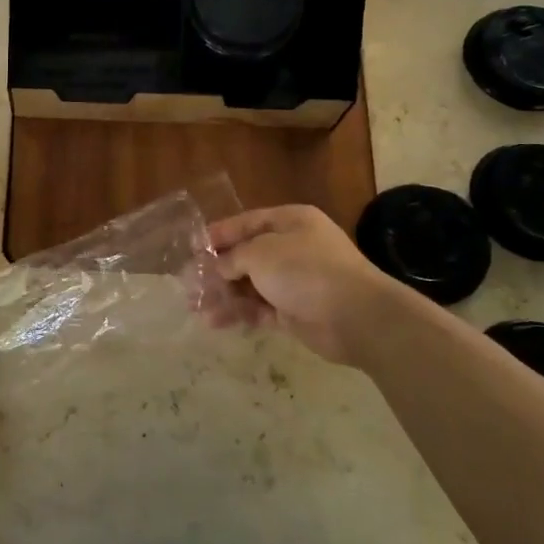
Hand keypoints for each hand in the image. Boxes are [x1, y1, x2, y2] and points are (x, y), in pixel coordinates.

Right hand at [203, 205, 379, 367]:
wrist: (355, 316)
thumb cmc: (305, 270)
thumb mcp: (260, 253)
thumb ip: (232, 257)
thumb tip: (217, 267)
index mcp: (290, 222)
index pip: (247, 222)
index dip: (219, 234)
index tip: (193, 248)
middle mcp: (293, 248)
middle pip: (247, 256)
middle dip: (217, 270)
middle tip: (189, 282)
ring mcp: (296, 281)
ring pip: (251, 285)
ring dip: (224, 295)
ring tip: (195, 307)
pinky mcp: (295, 311)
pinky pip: (260, 309)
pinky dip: (239, 314)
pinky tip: (215, 322)